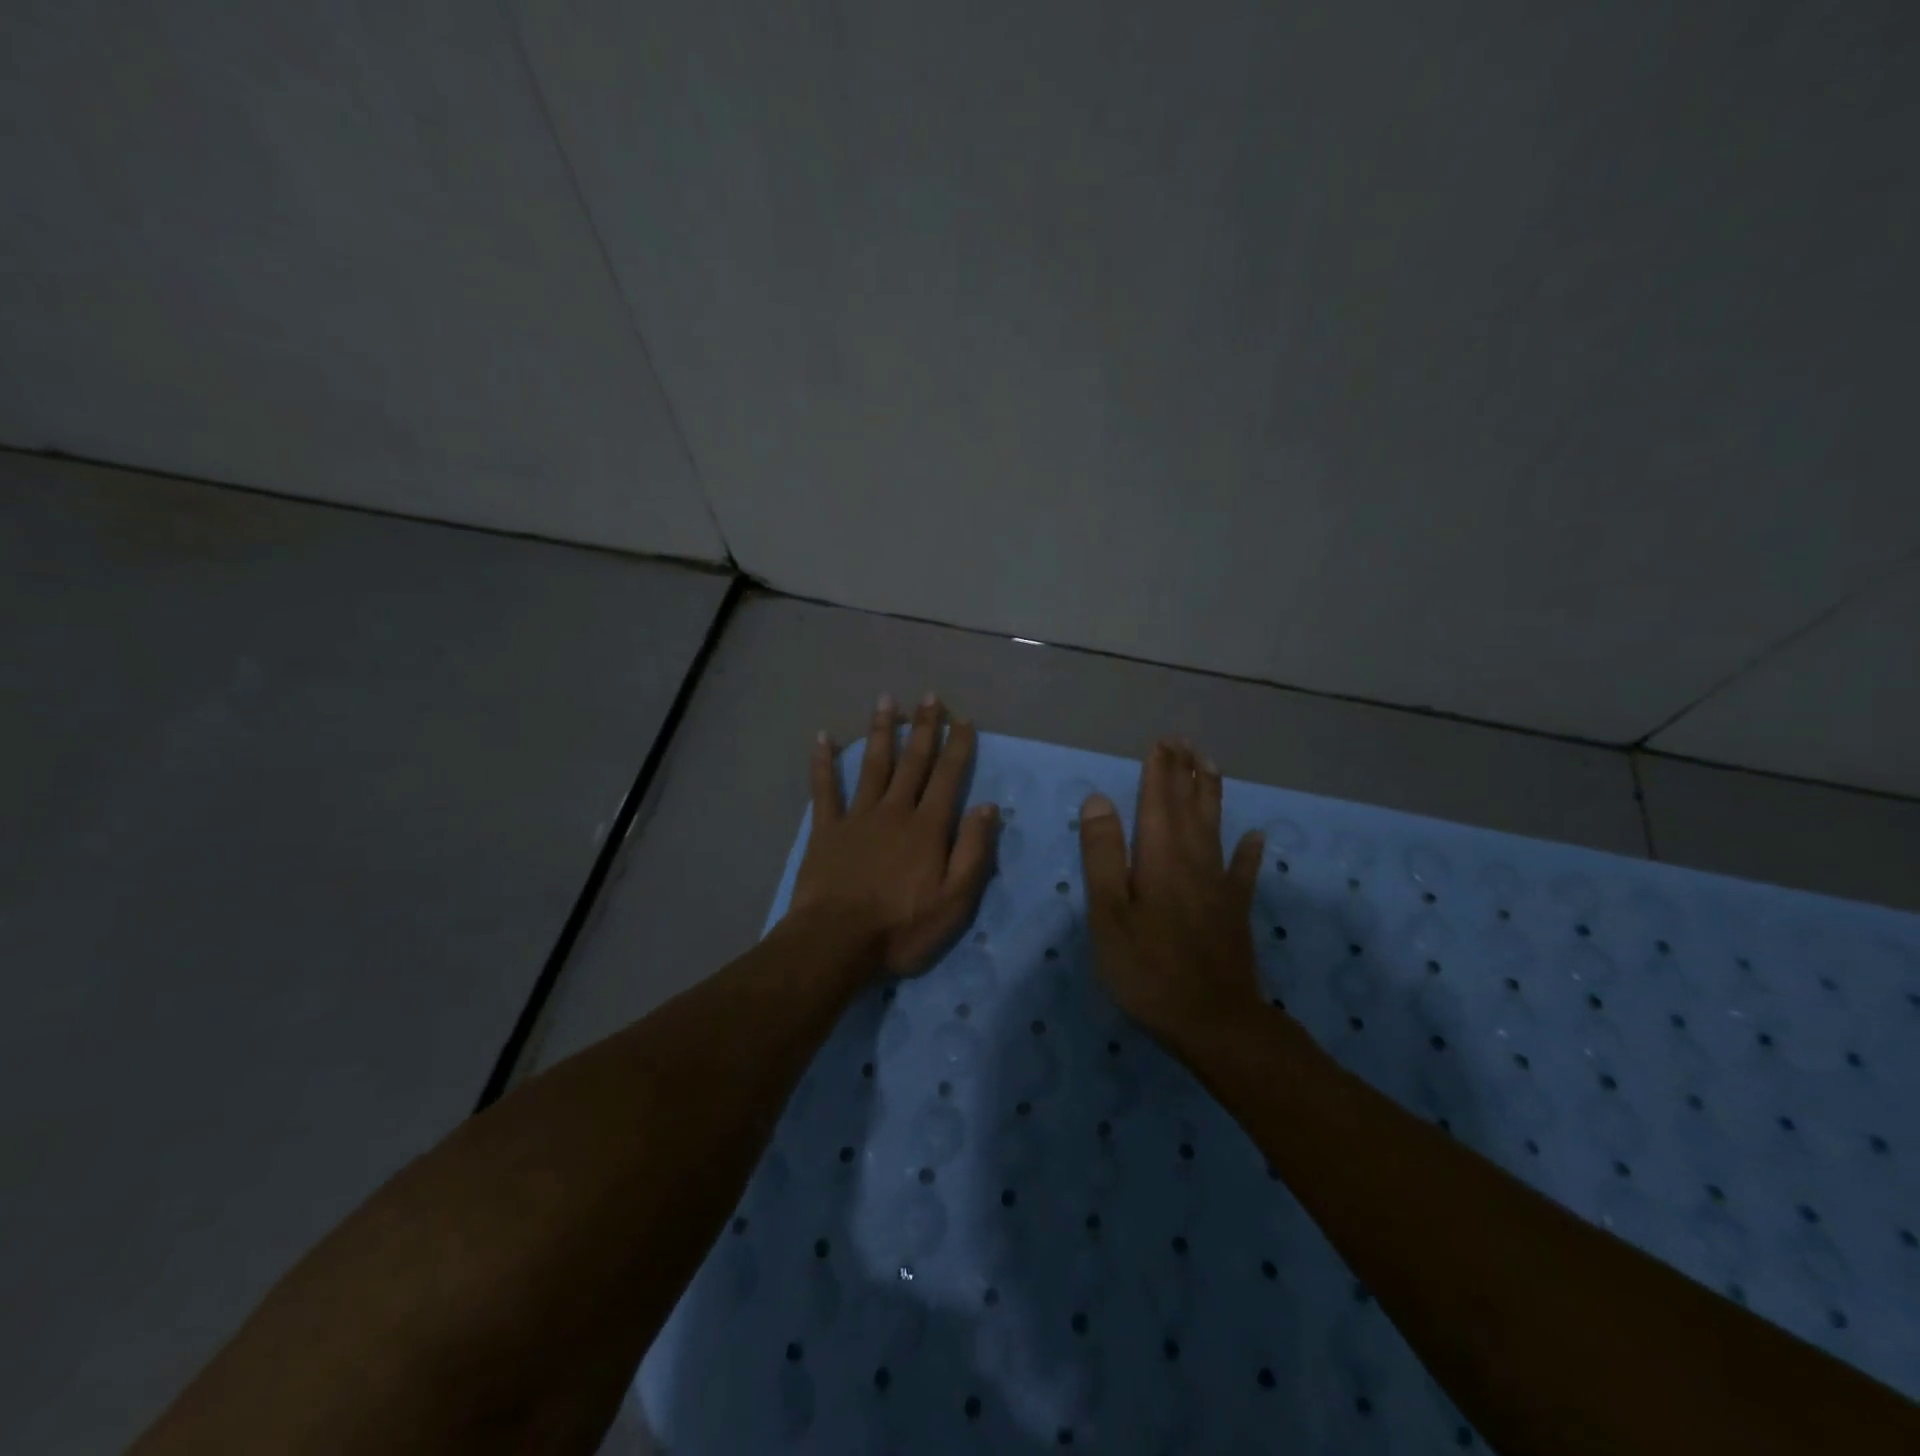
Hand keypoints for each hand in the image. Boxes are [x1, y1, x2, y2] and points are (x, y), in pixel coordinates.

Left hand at [790, 693, 999, 977]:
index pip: (947, 777)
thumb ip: (973, 851)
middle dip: (924, 727)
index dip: (957, 746)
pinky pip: (824, 789)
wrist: (836, 942)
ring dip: (881, 731)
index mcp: (927, 827)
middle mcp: (894, 811)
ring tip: (887, 700)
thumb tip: (988, 807)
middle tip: (930, 696)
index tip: (963, 719)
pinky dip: (823, 762)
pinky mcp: (826, 830)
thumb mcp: (954, 900)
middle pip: (912, 762)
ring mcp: (857, 817)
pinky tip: (823, 737)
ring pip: (872, 764)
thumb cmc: (901, 927)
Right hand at [1078, 739, 1266, 1040]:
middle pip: (1189, 806)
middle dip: (1184, 773)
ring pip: (1215, 827)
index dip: (1158, 771)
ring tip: (1211, 766)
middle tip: (1184, 742)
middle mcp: (1193, 860)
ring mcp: (1218, 885)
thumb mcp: (1109, 914)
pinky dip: (1249, 852)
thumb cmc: (1147, 968)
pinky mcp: (1234, 910)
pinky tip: (1256, 837)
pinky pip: (1243, 871)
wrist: (1213, 1021)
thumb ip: (1103, 855)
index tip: (1160, 742)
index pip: (1157, 801)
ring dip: (1211, 795)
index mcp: (1159, 857)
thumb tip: (1099, 799)